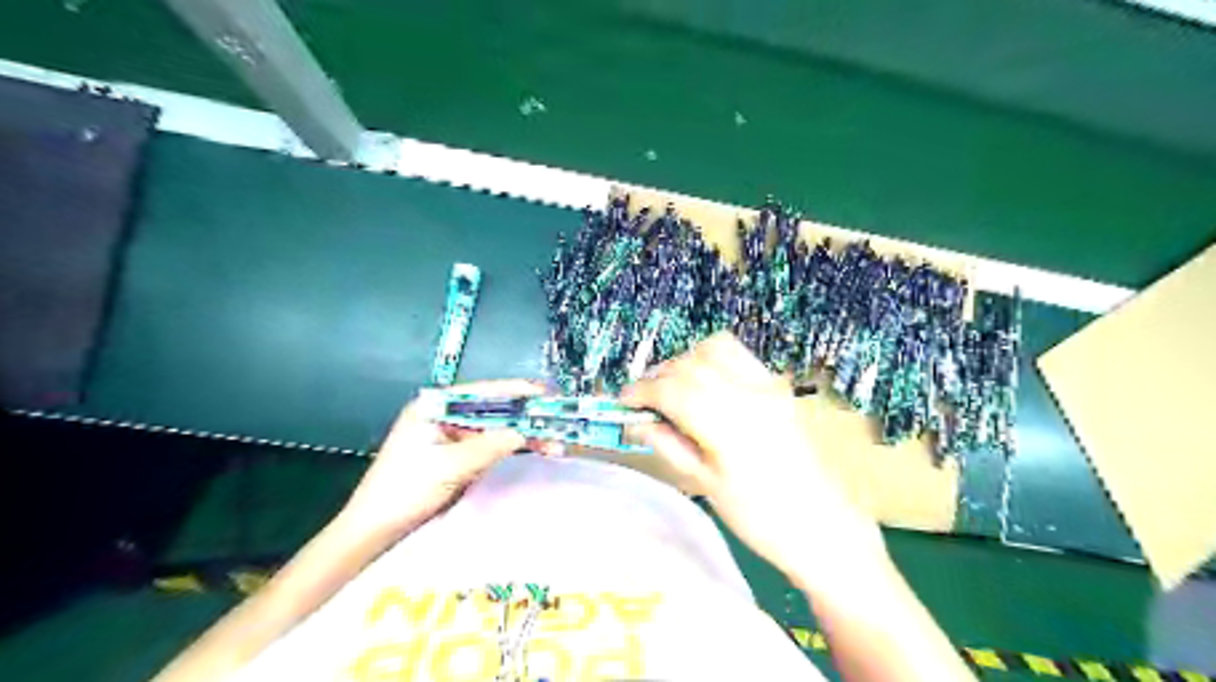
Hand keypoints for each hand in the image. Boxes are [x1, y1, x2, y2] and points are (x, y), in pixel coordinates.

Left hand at [335, 377, 554, 543]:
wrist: (374, 531)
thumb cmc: (404, 492)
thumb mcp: (449, 467)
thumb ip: (488, 446)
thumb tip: (523, 433)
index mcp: (434, 406)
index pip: (484, 392)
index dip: (519, 392)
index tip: (548, 396)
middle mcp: (444, 414)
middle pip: (493, 409)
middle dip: (525, 418)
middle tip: (558, 425)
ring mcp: (450, 435)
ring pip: (495, 428)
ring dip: (522, 435)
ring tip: (554, 444)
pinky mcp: (455, 454)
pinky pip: (490, 445)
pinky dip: (511, 449)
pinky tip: (533, 451)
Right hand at [628, 334, 885, 587]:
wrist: (826, 529)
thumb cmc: (763, 519)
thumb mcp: (707, 486)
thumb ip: (670, 445)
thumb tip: (638, 423)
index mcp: (730, 424)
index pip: (673, 389)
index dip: (641, 391)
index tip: (623, 402)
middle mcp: (751, 392)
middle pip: (691, 363)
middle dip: (660, 375)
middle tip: (645, 399)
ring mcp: (770, 385)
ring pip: (716, 348)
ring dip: (686, 361)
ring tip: (674, 388)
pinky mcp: (780, 387)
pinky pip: (740, 356)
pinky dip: (712, 360)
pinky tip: (706, 386)